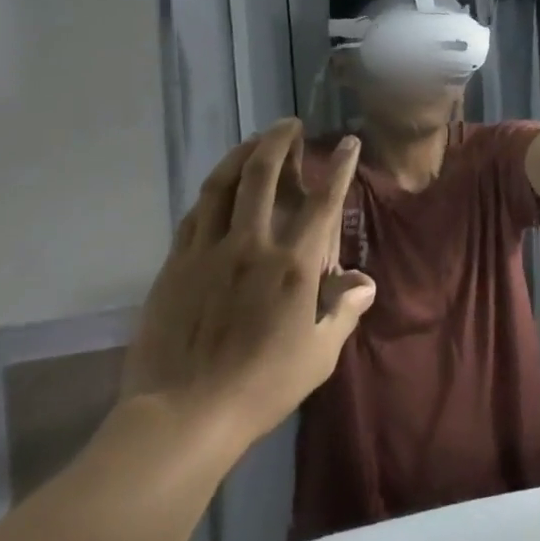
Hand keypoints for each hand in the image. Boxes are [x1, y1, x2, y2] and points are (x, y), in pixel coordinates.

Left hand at [122, 120, 374, 455]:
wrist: (183, 416)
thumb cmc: (262, 385)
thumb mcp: (319, 354)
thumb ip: (344, 311)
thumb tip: (364, 282)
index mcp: (293, 265)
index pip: (323, 201)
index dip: (340, 167)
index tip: (349, 143)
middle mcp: (252, 246)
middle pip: (263, 176)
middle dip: (279, 142)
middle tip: (289, 124)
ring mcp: (208, 252)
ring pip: (222, 186)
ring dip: (241, 155)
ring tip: (254, 141)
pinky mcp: (175, 266)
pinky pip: (194, 215)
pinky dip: (211, 192)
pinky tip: (218, 187)